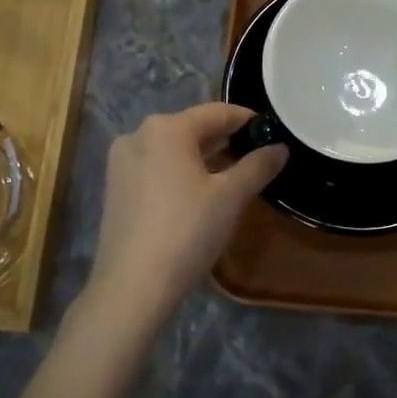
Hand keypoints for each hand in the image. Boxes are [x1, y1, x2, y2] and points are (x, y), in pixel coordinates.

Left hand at [84, 103, 286, 320]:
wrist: (133, 285)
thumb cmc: (186, 231)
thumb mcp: (230, 197)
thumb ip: (257, 166)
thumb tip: (281, 148)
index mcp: (166, 128)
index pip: (217, 112)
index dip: (247, 120)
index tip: (271, 132)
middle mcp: (138, 135)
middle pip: (192, 128)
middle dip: (225, 140)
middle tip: (256, 155)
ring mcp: (121, 163)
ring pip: (172, 149)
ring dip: (203, 157)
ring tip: (232, 175)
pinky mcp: (115, 189)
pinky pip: (156, 168)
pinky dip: (180, 173)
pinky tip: (198, 194)